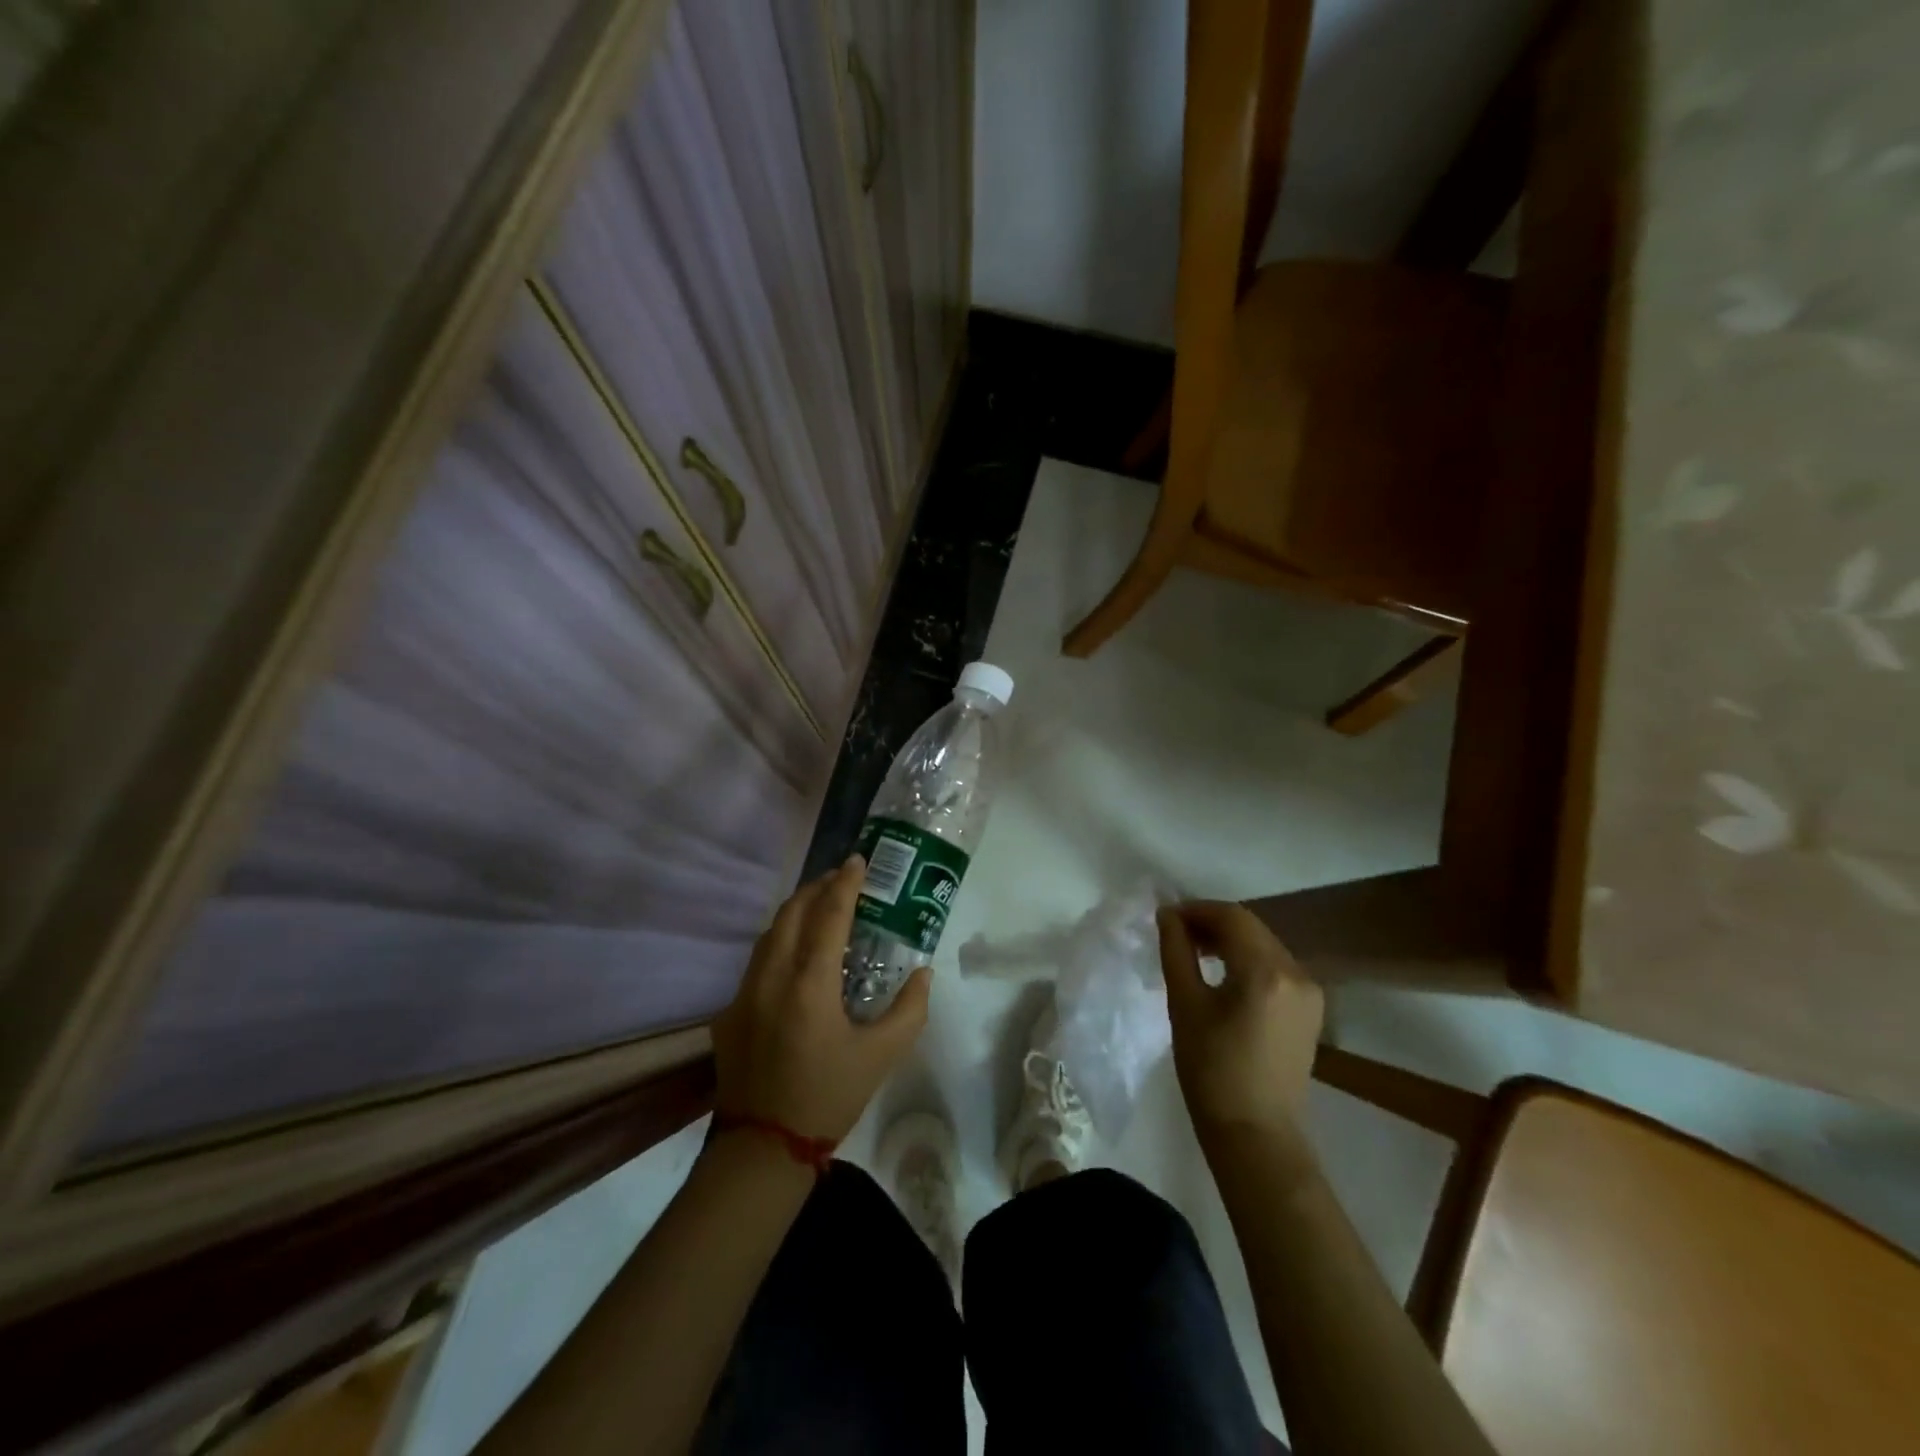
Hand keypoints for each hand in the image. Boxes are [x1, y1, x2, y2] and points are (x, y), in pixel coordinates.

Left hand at [712, 855, 930, 1142]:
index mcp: (810, 984)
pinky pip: (757, 960)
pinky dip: (780, 941)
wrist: (762, 1150)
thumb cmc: (827, 1098)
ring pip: (770, 933)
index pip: (829, 915)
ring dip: (796, 911)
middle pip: (792, 911)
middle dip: (817, 887)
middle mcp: (771, 977)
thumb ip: (909, 1009)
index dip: (845, 883)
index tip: (858, 860)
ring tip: (821, 907)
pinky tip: (796, 956)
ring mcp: (744, 993)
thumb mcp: (881, 1057)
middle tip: (842, 879)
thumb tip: (922, 972)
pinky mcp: (728, 1011)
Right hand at [1159, 902, 1323, 1145]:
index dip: (1196, 909)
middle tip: (1176, 933)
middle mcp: (1296, 973)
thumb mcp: (1185, 1005)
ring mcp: (1309, 992)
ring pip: (1264, 944)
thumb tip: (1168, 915)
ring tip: (1194, 951)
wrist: (1255, 1133)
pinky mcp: (1310, 1009)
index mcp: (1266, 972)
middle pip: (1251, 927)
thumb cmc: (1211, 1070)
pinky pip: (1275, 966)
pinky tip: (1222, 972)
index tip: (1166, 917)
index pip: (1231, 917)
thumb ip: (1177, 951)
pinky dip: (1247, 959)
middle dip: (1211, 922)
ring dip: (1229, 939)